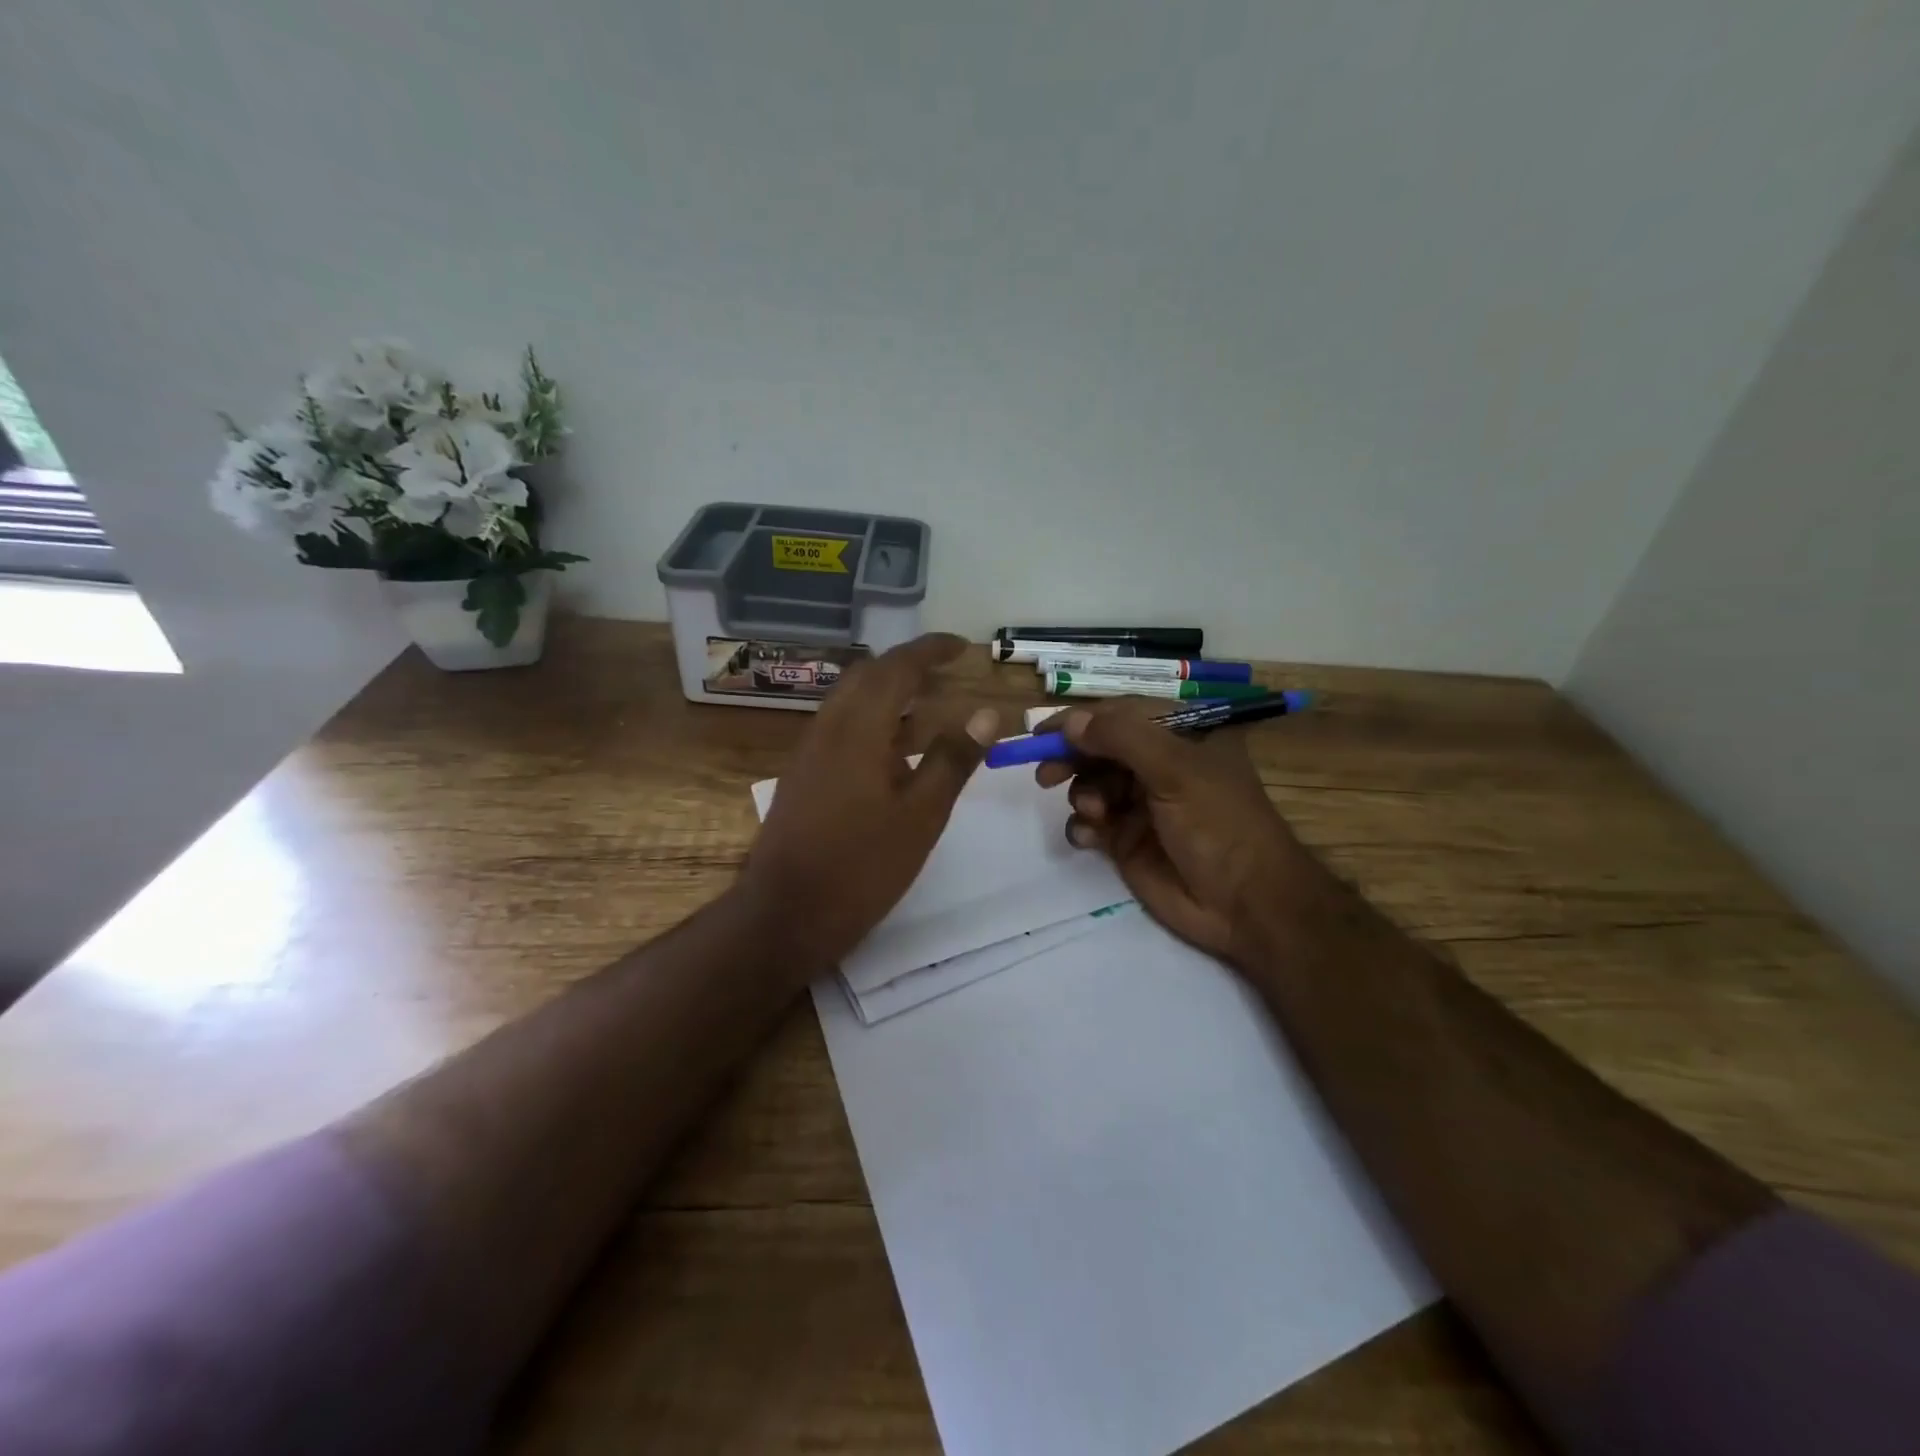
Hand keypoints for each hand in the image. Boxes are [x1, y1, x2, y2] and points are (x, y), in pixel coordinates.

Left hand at [742, 634, 997, 977]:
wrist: (785, 915)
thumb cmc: (861, 867)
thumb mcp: (921, 816)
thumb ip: (953, 760)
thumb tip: (986, 712)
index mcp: (858, 729)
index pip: (897, 667)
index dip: (931, 650)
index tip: (963, 647)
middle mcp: (828, 728)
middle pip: (869, 676)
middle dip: (909, 666)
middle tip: (948, 673)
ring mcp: (810, 752)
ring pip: (852, 702)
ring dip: (890, 694)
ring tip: (931, 708)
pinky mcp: (804, 775)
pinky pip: (842, 728)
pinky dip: (874, 722)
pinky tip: (897, 752)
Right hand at [1035, 703, 1324, 966]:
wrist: (1245, 905)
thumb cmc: (1220, 825)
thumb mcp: (1176, 770)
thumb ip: (1123, 739)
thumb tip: (1072, 722)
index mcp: (1182, 736)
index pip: (1122, 714)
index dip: (1081, 720)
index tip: (1043, 733)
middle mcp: (1160, 765)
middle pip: (1100, 749)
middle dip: (1073, 758)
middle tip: (1046, 774)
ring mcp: (1142, 804)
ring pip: (1091, 784)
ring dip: (1083, 795)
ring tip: (1094, 812)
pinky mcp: (1127, 841)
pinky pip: (1091, 823)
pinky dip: (1082, 826)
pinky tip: (1088, 838)